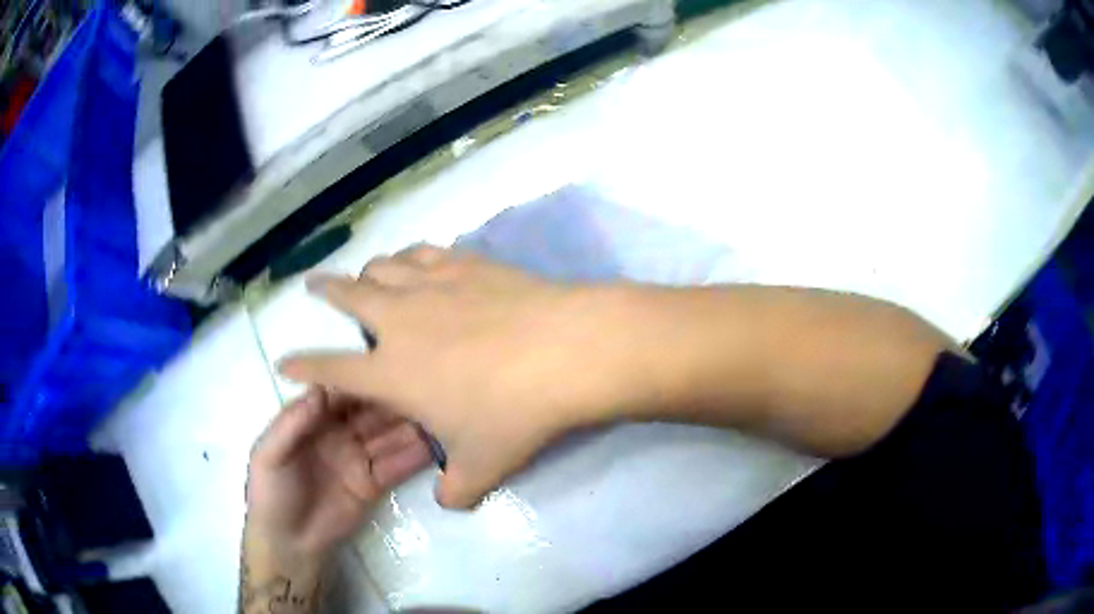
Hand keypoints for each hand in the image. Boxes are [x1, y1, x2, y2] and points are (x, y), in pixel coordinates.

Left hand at [245, 388, 431, 561]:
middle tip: (426, 385)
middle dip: (394, 399)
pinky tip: (439, 443)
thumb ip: (292, 422)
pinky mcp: (374, 483)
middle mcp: (338, 432)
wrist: (289, 543)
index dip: (362, 380)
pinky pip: (397, 466)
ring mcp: (358, 458)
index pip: (341, 393)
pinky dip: (416, 455)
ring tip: (441, 411)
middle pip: (370, 411)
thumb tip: (322, 387)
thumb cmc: (271, 493)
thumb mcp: (269, 455)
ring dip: (412, 424)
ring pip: (388, 436)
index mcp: (312, 419)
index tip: (389, 366)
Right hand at [279, 247, 639, 508]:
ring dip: (368, 271)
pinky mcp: (466, 264)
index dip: (302, 365)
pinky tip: (416, 261)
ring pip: (384, 267)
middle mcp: (401, 320)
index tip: (283, 360)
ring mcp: (433, 285)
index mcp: (392, 371)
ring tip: (367, 276)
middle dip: (324, 289)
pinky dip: (410, 256)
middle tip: (313, 283)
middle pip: (347, 295)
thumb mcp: (483, 467)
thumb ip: (457, 490)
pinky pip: (425, 252)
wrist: (566, 352)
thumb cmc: (515, 413)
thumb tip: (449, 502)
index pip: (331, 368)